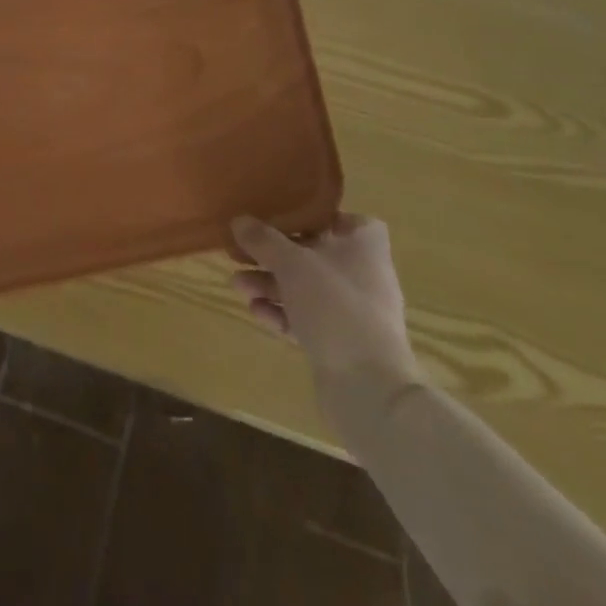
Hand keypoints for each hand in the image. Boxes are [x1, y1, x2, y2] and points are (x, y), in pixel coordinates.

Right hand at [231, 213, 421, 410]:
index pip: (349, 221)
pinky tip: (256, 312)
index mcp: (364, 248)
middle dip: (275, 254)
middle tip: (242, 253)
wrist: (367, 388)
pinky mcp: (340, 343)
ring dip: (270, 284)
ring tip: (237, 286)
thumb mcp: (292, 263)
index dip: (318, 217)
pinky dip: (281, 313)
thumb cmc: (335, 307)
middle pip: (315, 254)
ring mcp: (352, 312)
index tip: (286, 218)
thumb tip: (239, 220)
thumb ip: (263, 240)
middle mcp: (363, 276)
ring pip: (305, 288)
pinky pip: (305, 318)